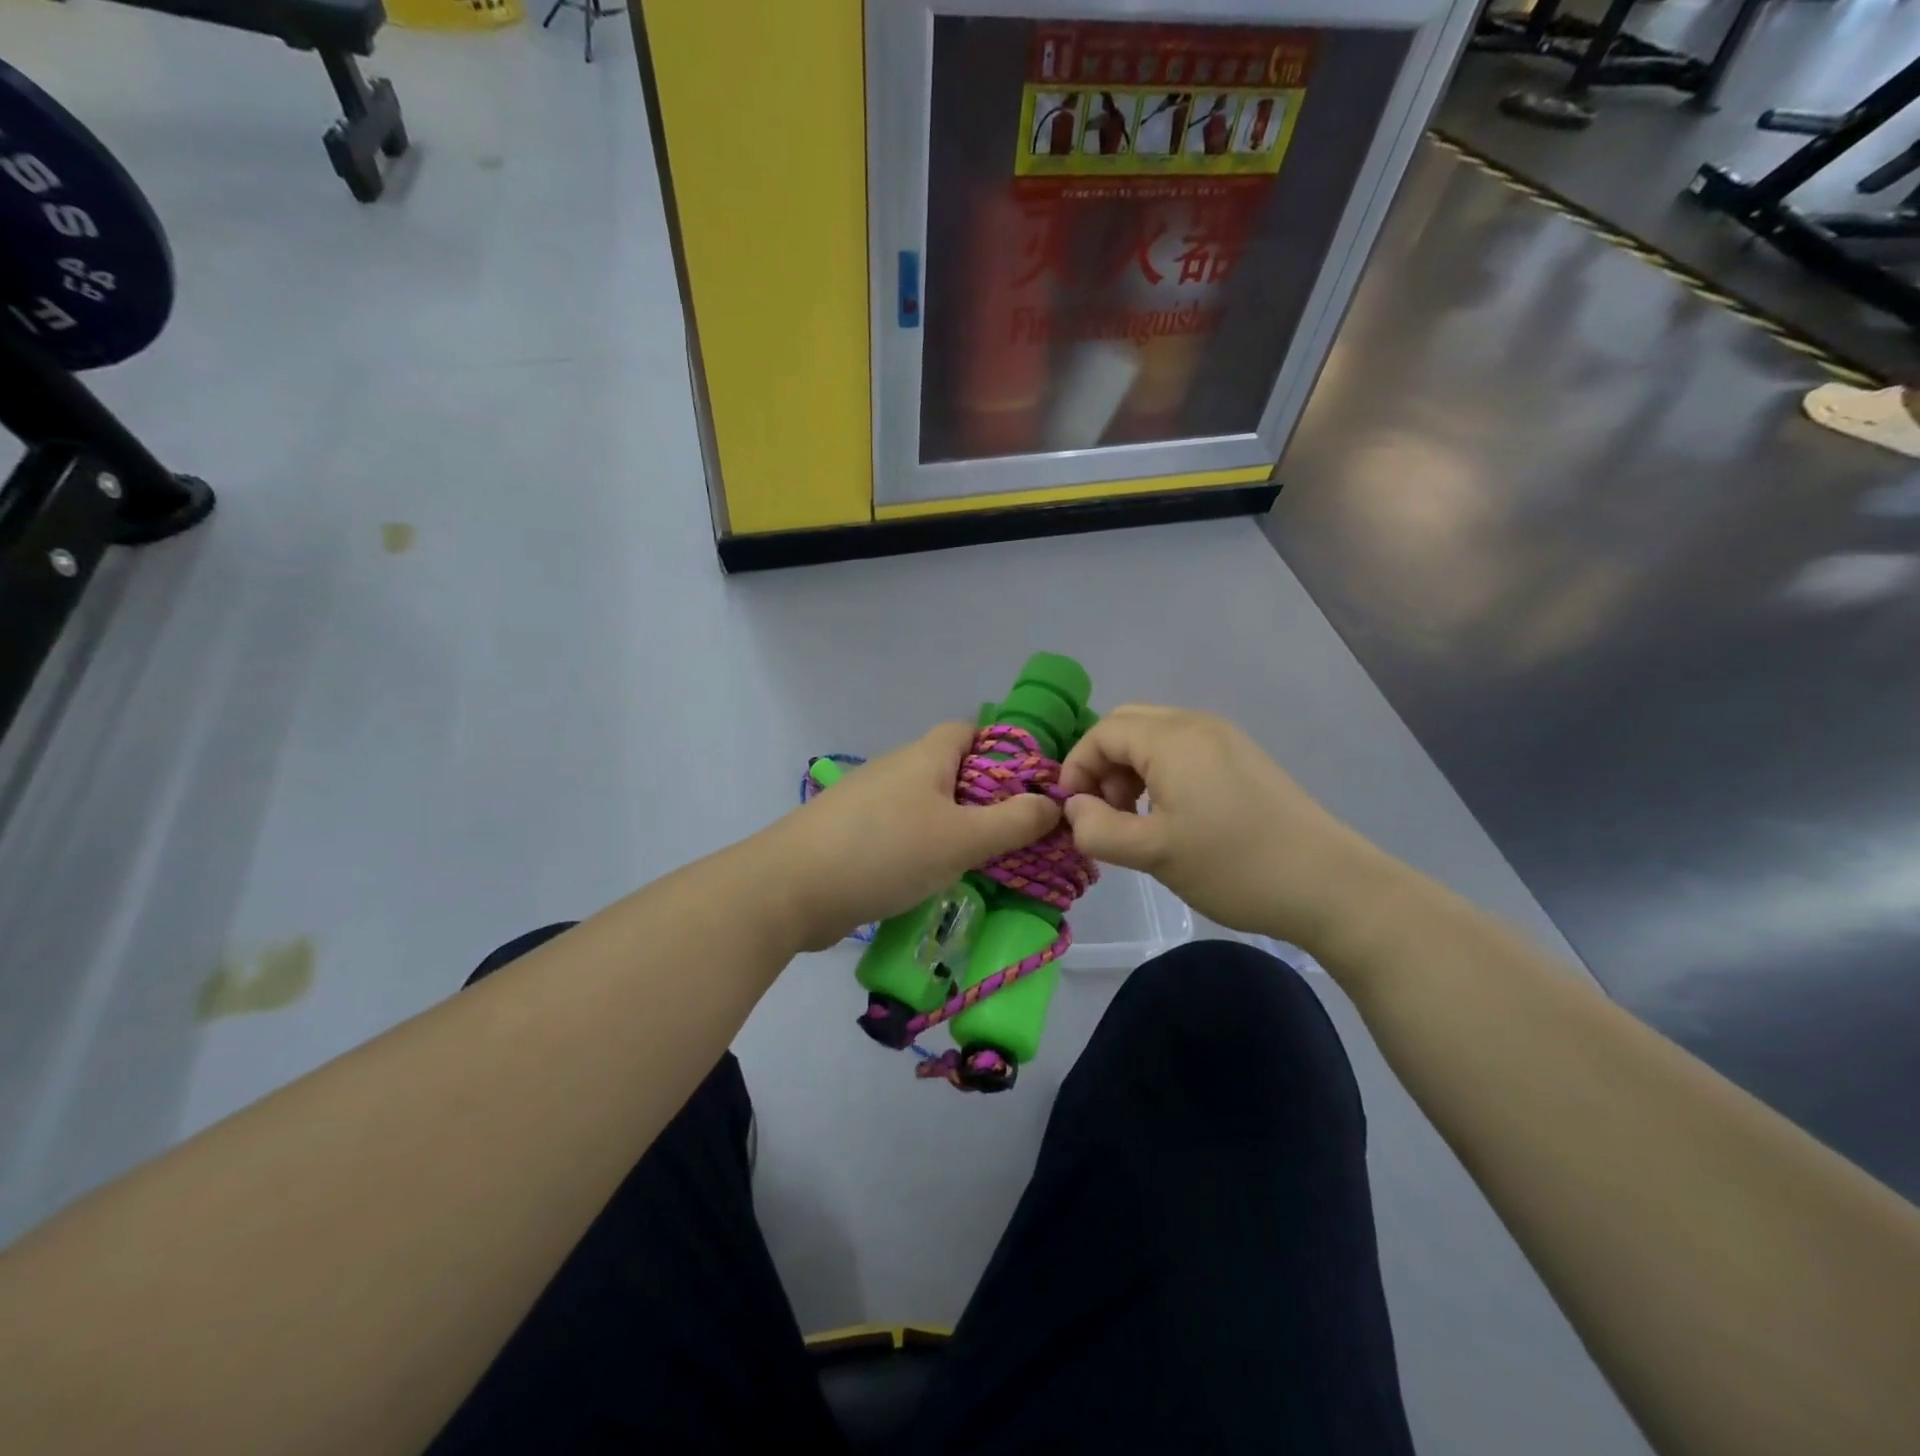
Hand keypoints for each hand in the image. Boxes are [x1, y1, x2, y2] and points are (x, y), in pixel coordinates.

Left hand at [772, 723, 1061, 951]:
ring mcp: (871, 802)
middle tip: (1018, 834)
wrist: (791, 888)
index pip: (970, 731)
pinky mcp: (854, 835)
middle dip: (987, 798)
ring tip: (987, 861)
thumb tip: (1054, 803)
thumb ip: (1013, 822)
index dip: (1004, 751)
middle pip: (952, 771)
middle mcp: (897, 769)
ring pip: (928, 805)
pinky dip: (926, 849)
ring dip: (957, 828)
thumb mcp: (962, 839)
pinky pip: (904, 833)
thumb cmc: (885, 851)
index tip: (1032, 787)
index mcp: (925, 756)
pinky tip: (938, 878)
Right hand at [1059, 705, 1390, 951]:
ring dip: (1129, 769)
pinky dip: (1159, 773)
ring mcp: (1225, 739)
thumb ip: (1098, 829)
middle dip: (1102, 765)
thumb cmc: (1233, 865)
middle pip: (1127, 726)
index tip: (1073, 813)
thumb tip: (1074, 808)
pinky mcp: (1242, 759)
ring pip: (1154, 737)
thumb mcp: (1153, 853)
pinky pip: (1182, 750)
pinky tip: (1170, 815)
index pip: (1102, 732)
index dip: (1077, 768)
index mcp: (1173, 738)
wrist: (1329, 885)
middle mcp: (1197, 724)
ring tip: (1134, 819)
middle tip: (1105, 812)